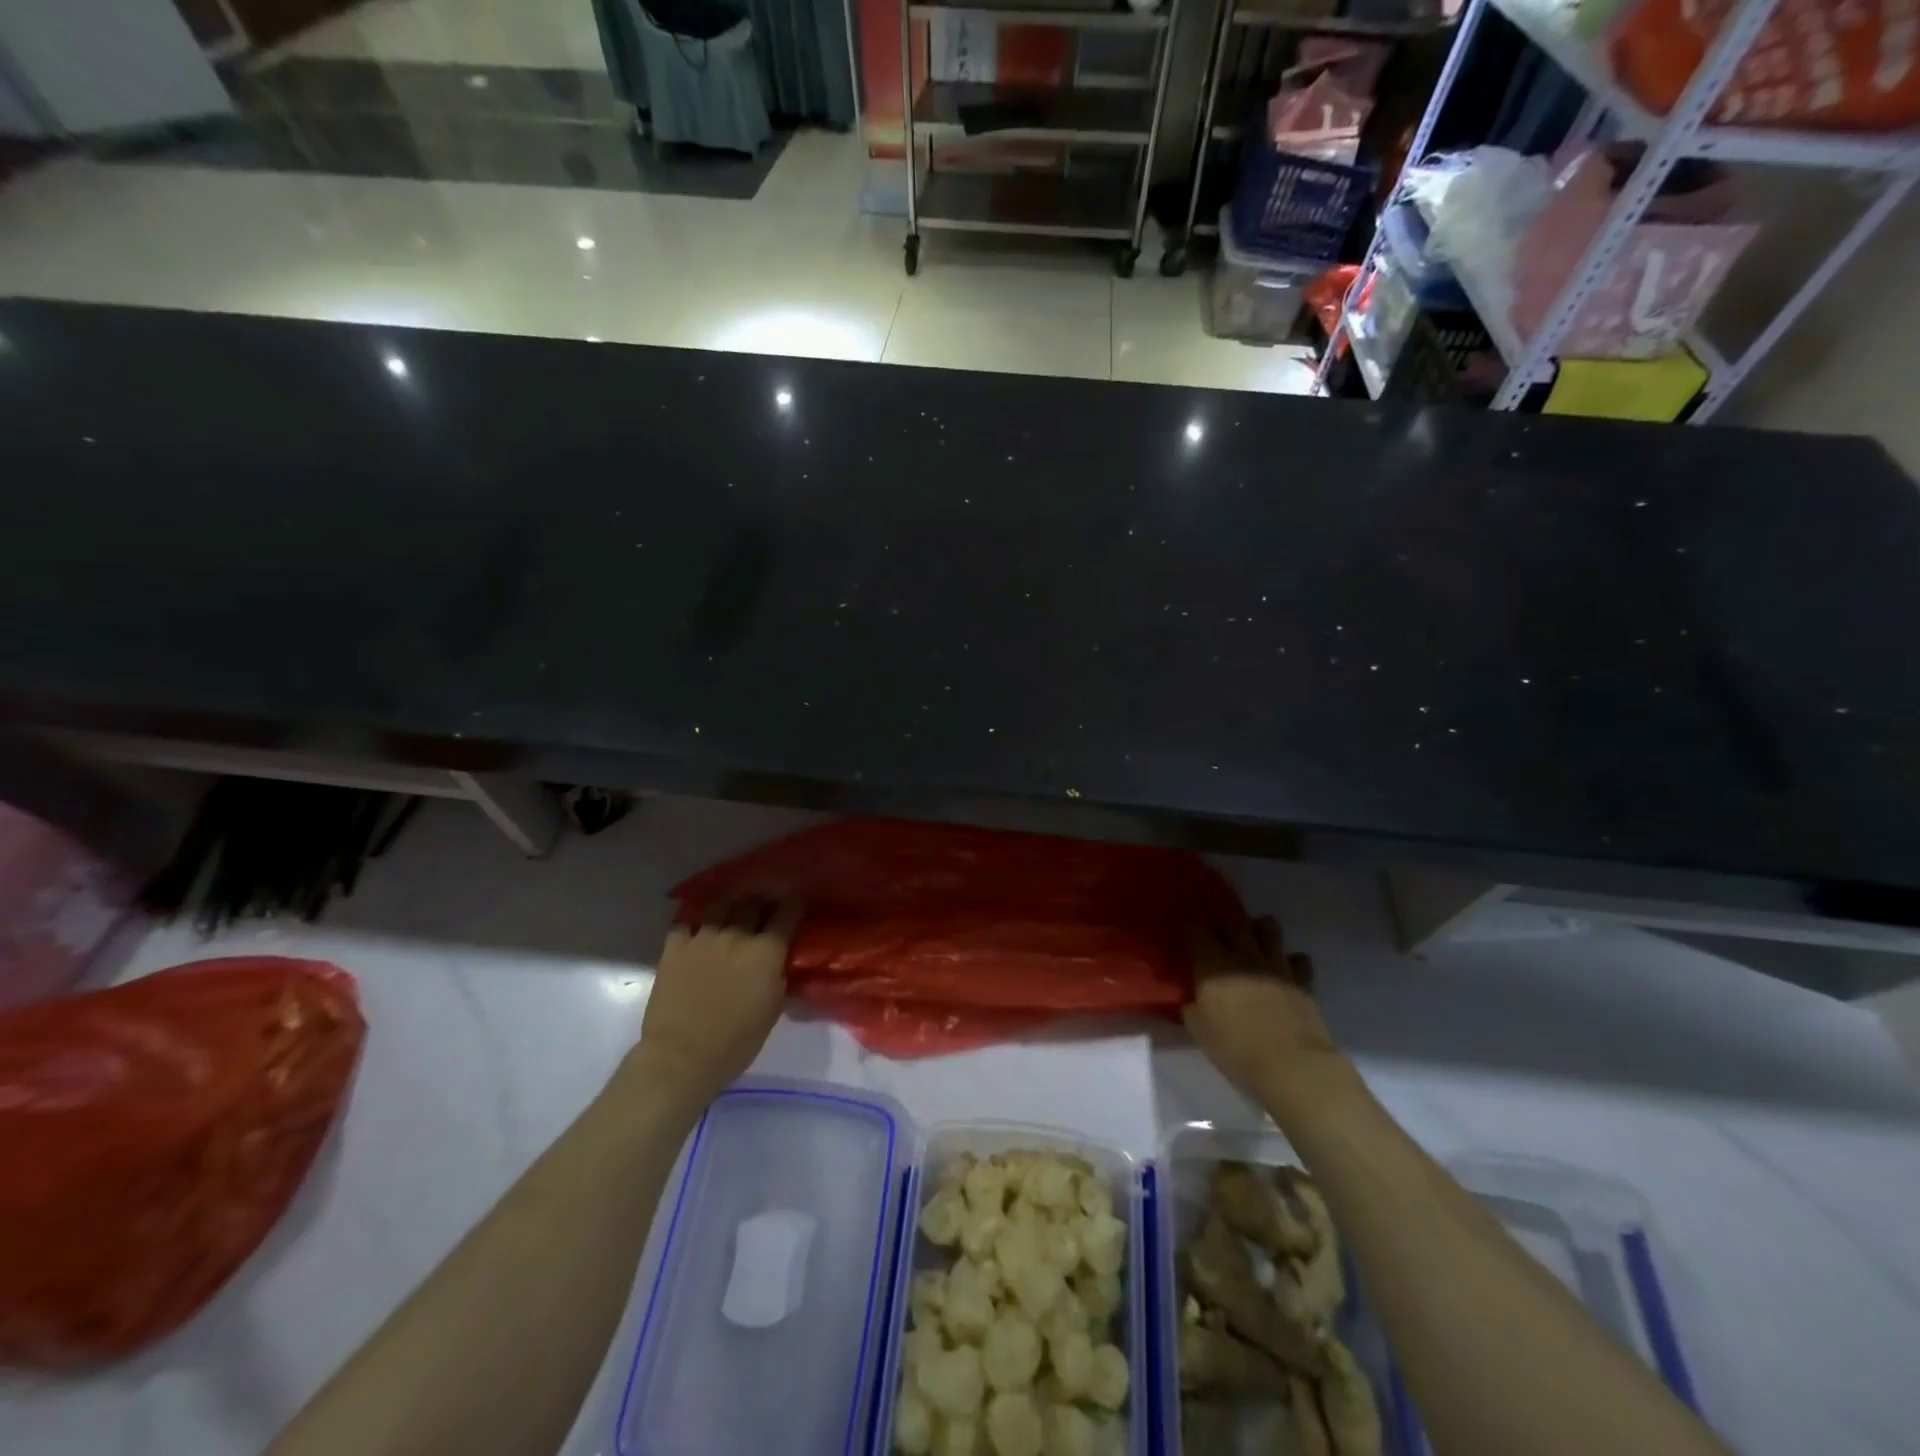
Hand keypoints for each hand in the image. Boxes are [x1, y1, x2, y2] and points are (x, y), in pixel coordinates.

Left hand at [635, 897, 800, 1105]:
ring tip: (730, 915)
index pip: (786, 913)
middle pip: (753, 903)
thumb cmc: (736, 1042)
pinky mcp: (674, 947)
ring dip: (730, 908)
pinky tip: (697, 931)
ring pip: (720, 906)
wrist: (681, 1055)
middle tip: (763, 912)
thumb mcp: (773, 1011)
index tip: (795, 905)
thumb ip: (779, 980)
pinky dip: (695, 924)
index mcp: (766, 951)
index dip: (793, 905)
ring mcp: (703, 937)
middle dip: (761, 903)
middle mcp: (737, 935)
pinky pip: (686, 923)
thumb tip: (779, 966)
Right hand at [1185, 916, 1342, 1108]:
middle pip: (1234, 921)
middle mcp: (1244, 955)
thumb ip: (1192, 1008)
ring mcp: (1276, 965)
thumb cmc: (1236, 1048)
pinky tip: (1285, 970)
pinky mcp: (1302, 980)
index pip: (1195, 932)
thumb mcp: (1199, 1030)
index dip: (1188, 929)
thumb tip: (1190, 1000)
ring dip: (1260, 930)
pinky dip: (1291, 961)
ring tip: (1254, 942)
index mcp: (1213, 964)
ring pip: (1269, 928)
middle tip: (1219, 934)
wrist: (1292, 1065)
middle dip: (1225, 922)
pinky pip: (1298, 960)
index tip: (1184, 933)